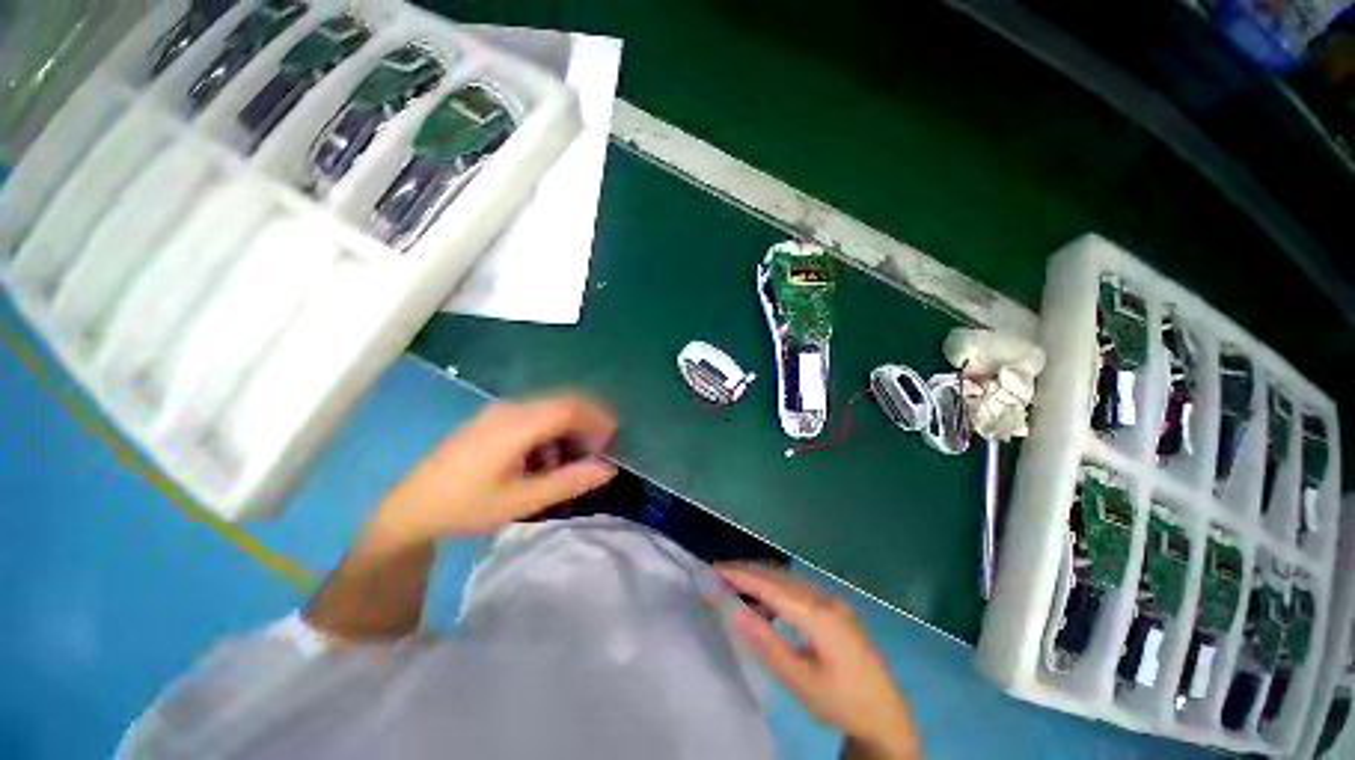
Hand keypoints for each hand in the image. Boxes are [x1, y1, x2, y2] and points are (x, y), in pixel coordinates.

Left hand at [374, 395, 618, 542]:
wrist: (410, 507)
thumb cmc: (466, 506)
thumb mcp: (521, 501)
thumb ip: (568, 482)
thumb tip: (607, 469)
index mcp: (515, 425)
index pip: (569, 407)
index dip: (597, 420)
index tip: (610, 443)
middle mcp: (509, 409)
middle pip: (562, 403)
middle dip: (586, 424)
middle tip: (593, 454)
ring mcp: (498, 411)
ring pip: (549, 408)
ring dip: (568, 429)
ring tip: (567, 462)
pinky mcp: (492, 418)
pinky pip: (533, 415)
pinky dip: (550, 431)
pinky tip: (541, 459)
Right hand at [718, 564, 917, 759]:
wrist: (885, 713)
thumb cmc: (840, 700)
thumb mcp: (799, 680)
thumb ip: (766, 643)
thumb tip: (734, 610)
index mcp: (816, 615)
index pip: (770, 586)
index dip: (741, 576)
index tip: (715, 569)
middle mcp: (823, 598)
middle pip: (778, 576)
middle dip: (748, 571)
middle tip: (719, 574)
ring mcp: (831, 601)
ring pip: (788, 579)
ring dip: (761, 578)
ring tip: (736, 585)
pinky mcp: (834, 609)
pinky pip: (798, 589)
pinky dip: (776, 588)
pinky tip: (767, 603)